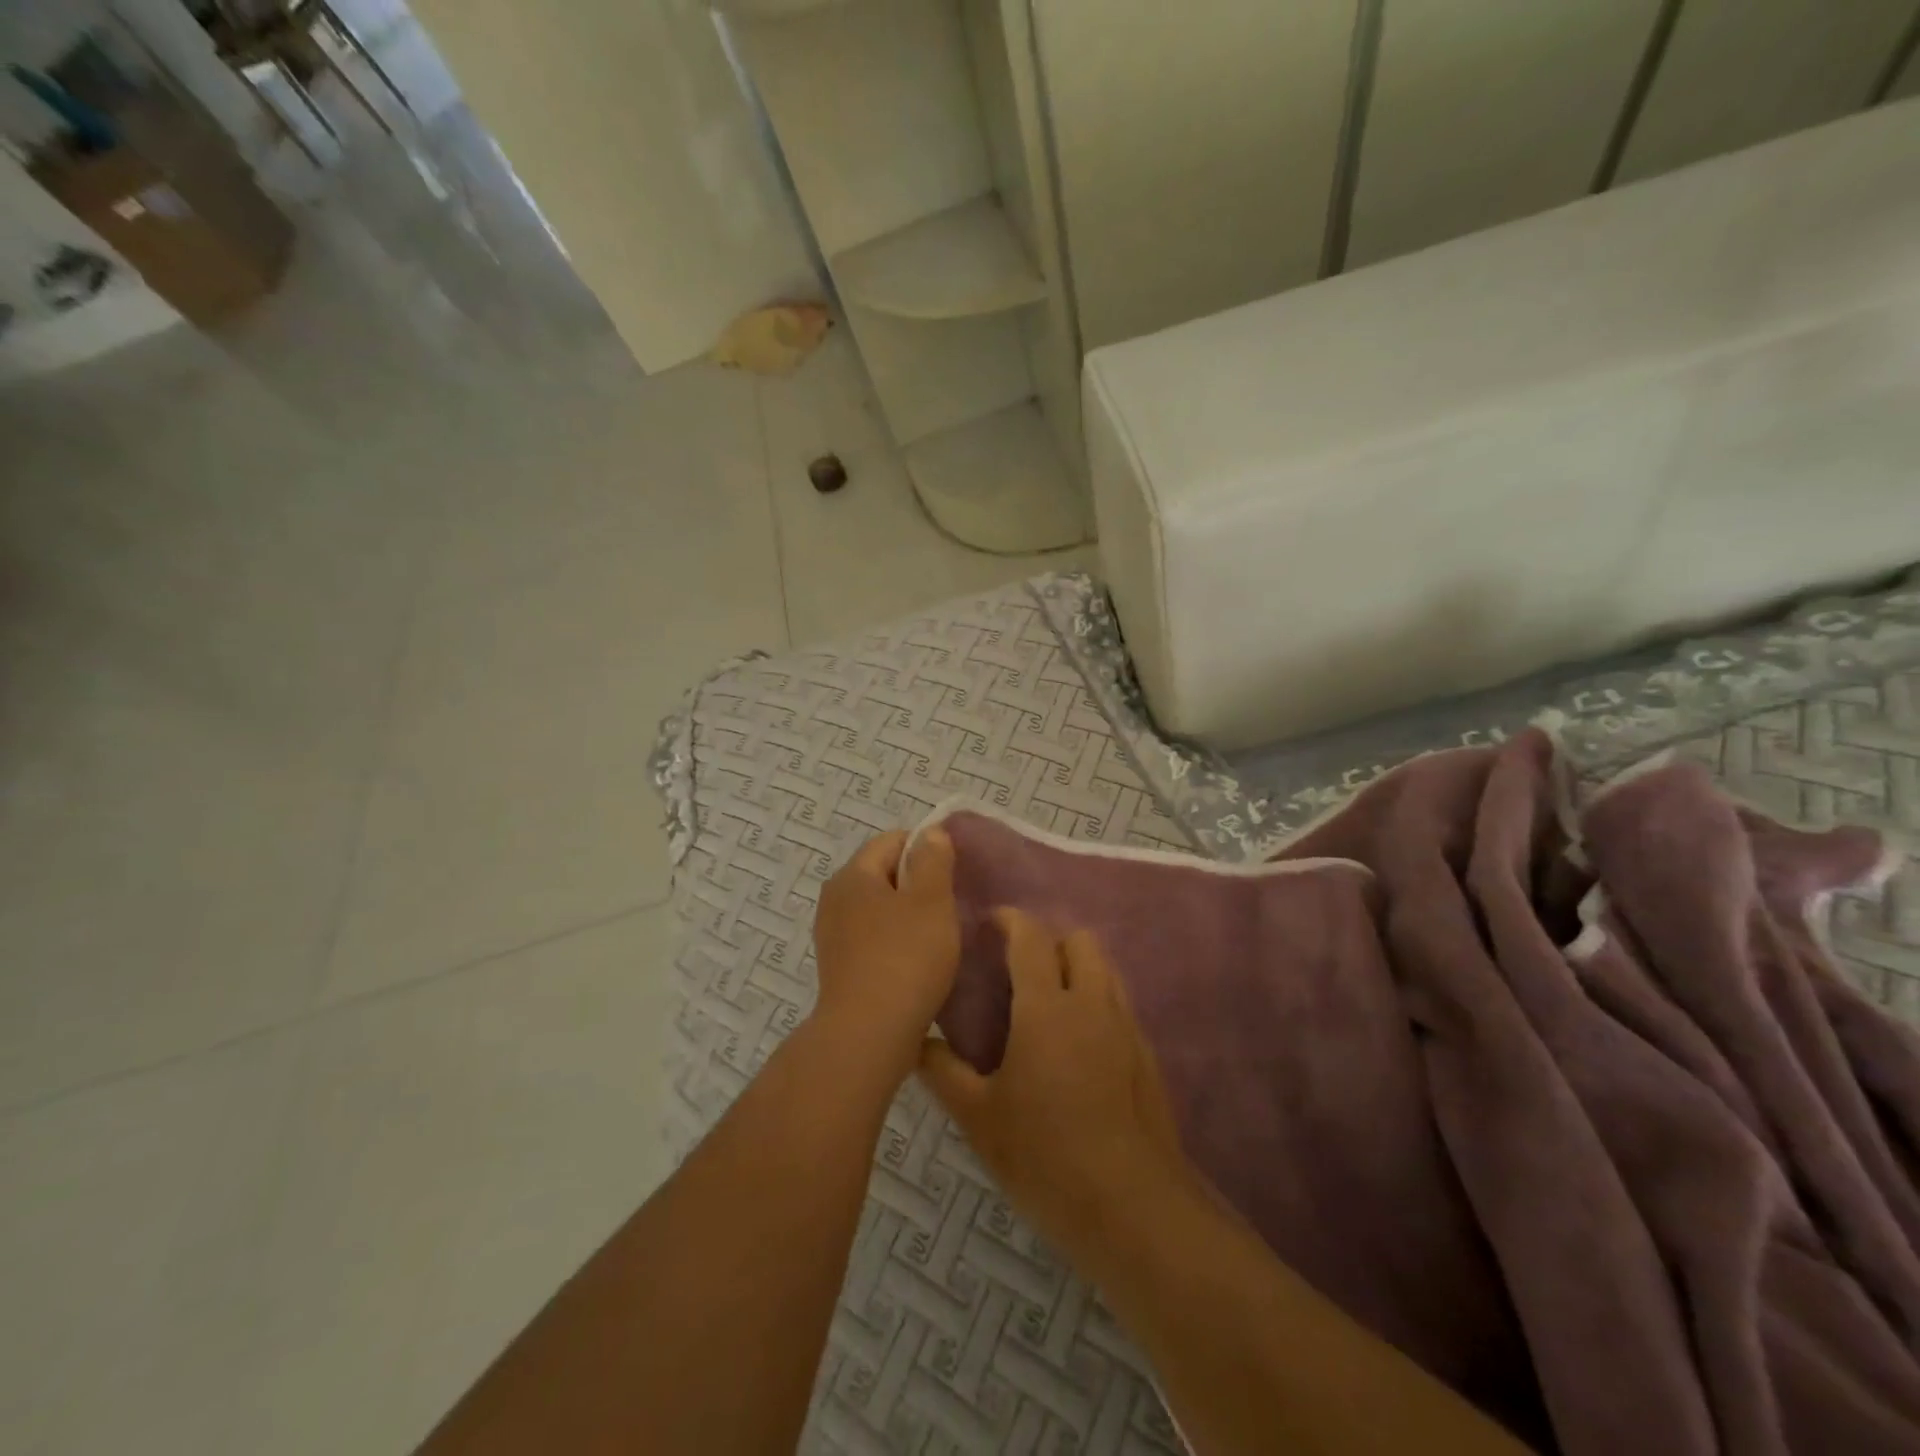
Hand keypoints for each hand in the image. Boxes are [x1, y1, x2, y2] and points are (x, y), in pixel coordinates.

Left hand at [811, 828, 959, 1084]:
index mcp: (853, 875)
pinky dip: (896, 943)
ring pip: (880, 909)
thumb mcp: (931, 901)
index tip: (955, 872)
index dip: (927, 849)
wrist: (868, 1036)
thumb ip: (933, 860)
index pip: (893, 841)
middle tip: (952, 904)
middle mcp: (835, 899)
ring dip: (909, 916)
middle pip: (884, 874)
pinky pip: (873, 940)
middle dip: (918, 884)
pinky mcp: (840, 968)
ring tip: (940, 936)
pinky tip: (919, 963)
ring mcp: (834, 936)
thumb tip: (931, 833)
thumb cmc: (905, 959)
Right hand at [918, 909, 1185, 1259]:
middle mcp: (1093, 1004)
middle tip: (1018, 968)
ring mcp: (1127, 1028)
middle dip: (1049, 940)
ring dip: (1077, 967)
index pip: (1032, 937)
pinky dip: (1097, 1002)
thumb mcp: (978, 1119)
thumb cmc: (1045, 1157)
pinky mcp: (1147, 1056)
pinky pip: (1120, 1005)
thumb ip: (942, 1071)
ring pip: (1106, 969)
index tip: (989, 923)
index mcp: (1047, 1008)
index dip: (1010, 920)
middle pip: (1079, 940)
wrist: (1133, 1209)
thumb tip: (915, 1041)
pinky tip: (1077, 1046)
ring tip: (1047, 1002)